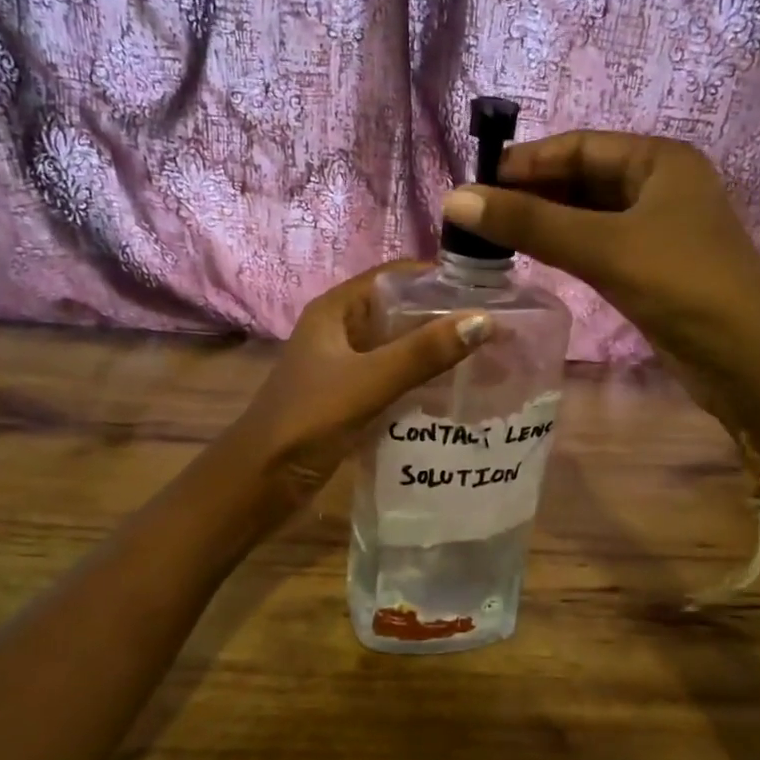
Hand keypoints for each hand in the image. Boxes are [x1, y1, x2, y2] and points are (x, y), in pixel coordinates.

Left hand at [226, 263, 492, 503]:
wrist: (258, 483)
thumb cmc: (306, 421)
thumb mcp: (367, 382)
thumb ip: (422, 353)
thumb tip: (485, 320)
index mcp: (336, 310)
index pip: (396, 276)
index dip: (440, 279)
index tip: (491, 292)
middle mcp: (341, 330)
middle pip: (402, 312)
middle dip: (446, 319)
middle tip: (500, 332)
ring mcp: (345, 366)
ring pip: (400, 349)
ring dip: (437, 353)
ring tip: (489, 361)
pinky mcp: (351, 399)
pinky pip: (395, 380)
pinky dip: (424, 383)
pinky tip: (457, 395)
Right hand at [440, 132, 759, 446]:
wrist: (748, 362)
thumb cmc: (684, 287)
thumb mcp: (604, 248)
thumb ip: (530, 223)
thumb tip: (454, 198)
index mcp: (659, 160)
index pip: (578, 146)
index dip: (525, 162)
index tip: (474, 183)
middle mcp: (659, 185)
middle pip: (581, 178)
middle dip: (530, 193)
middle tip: (475, 215)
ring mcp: (657, 228)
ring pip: (586, 214)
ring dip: (542, 221)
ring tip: (490, 236)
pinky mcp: (651, 266)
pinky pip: (595, 244)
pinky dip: (562, 246)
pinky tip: (530, 256)